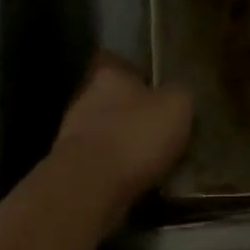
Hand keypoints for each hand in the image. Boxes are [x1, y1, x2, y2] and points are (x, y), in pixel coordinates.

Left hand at [47, 53, 192, 231]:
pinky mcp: (70, 167)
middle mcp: (85, 97)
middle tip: (161, 128)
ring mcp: (72, 134)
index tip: (160, 90)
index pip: (121, 62)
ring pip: (106, 132)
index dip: (141, 75)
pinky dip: (116, 170)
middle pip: (113, 99)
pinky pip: (101, 163)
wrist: (90, 187)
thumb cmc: (136, 135)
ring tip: (153, 160)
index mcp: (109, 74)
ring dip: (124, 144)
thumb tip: (177, 96)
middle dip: (133, 113)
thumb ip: (179, 95)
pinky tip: (136, 181)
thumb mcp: (177, 106)